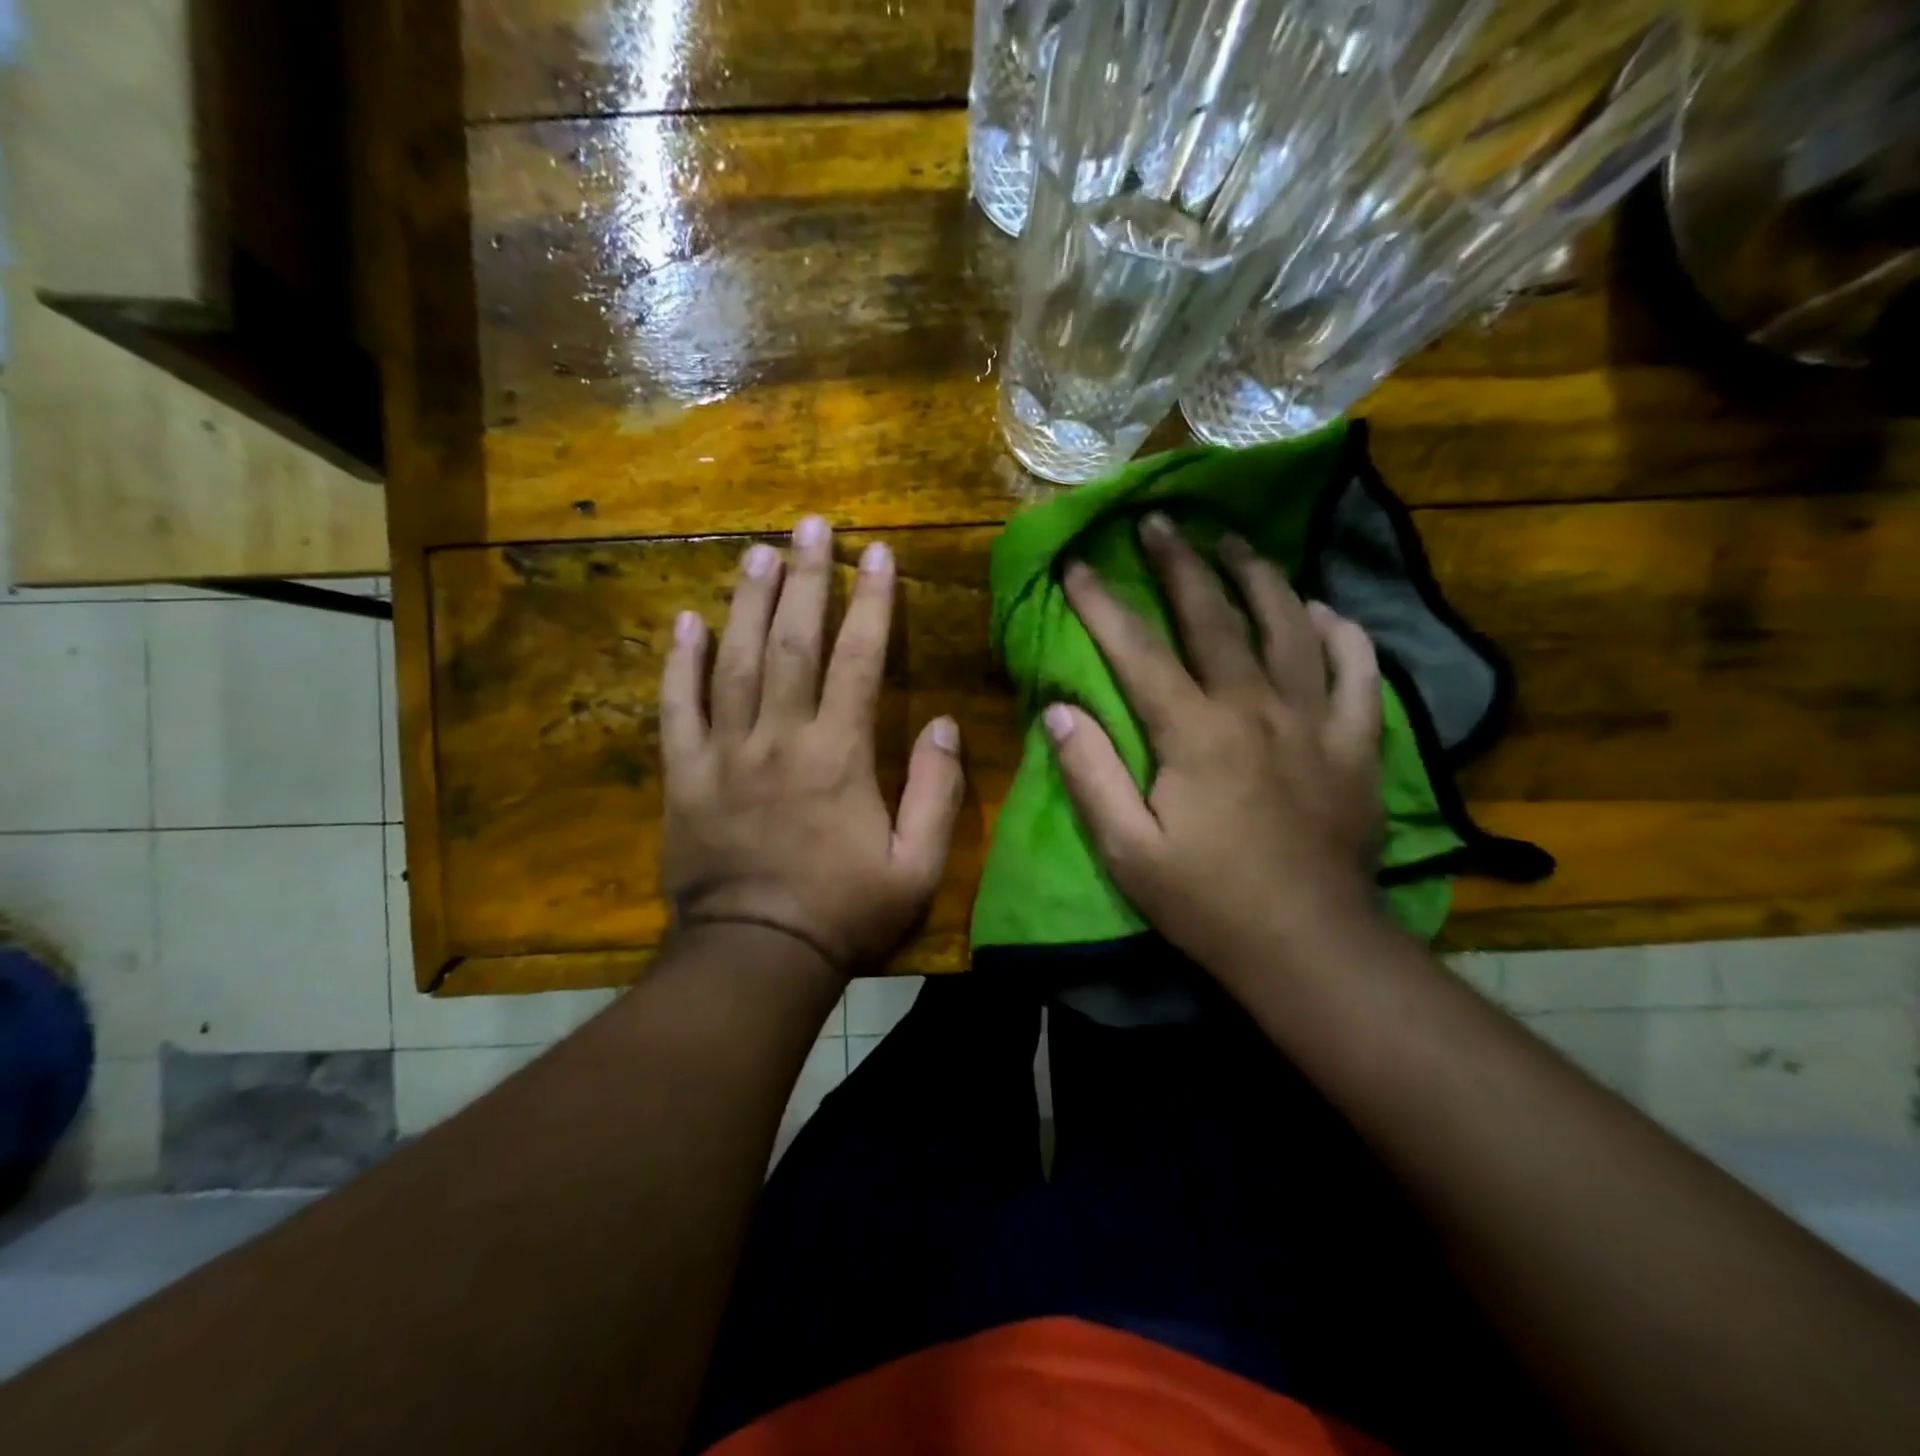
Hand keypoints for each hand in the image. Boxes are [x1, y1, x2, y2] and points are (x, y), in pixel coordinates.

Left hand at [659, 516, 964, 977]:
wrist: (755, 958)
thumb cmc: (844, 914)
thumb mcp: (916, 867)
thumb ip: (936, 793)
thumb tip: (945, 726)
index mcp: (838, 755)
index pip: (858, 660)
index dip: (870, 603)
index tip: (876, 553)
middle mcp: (780, 738)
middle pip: (792, 642)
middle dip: (805, 578)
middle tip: (809, 523)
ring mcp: (724, 754)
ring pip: (735, 662)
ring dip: (747, 602)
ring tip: (756, 551)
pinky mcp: (685, 777)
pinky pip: (678, 709)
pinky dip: (680, 664)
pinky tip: (685, 622)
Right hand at [1045, 513, 1383, 983]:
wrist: (1309, 947)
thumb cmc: (1207, 902)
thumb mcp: (1128, 850)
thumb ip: (1090, 774)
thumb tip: (1059, 709)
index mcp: (1194, 732)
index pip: (1137, 650)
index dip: (1103, 603)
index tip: (1078, 564)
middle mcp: (1255, 707)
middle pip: (1214, 618)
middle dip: (1180, 564)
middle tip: (1161, 520)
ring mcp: (1315, 721)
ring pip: (1289, 627)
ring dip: (1259, 577)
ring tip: (1235, 542)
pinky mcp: (1357, 744)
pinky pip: (1358, 672)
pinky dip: (1341, 634)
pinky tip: (1323, 611)